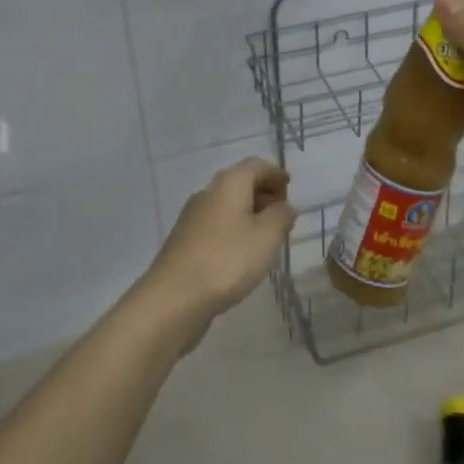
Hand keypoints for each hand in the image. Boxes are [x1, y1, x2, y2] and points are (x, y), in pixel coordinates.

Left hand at [142, 157, 297, 338]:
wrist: (174, 297)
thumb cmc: (227, 259)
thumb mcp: (267, 236)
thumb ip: (281, 216)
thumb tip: (286, 206)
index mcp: (229, 184)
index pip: (255, 165)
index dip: (275, 173)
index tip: (290, 187)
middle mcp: (208, 193)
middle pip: (239, 182)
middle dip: (263, 192)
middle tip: (282, 212)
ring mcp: (192, 217)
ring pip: (226, 204)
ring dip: (248, 212)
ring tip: (266, 235)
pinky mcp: (184, 241)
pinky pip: (216, 224)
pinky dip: (234, 228)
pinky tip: (242, 252)